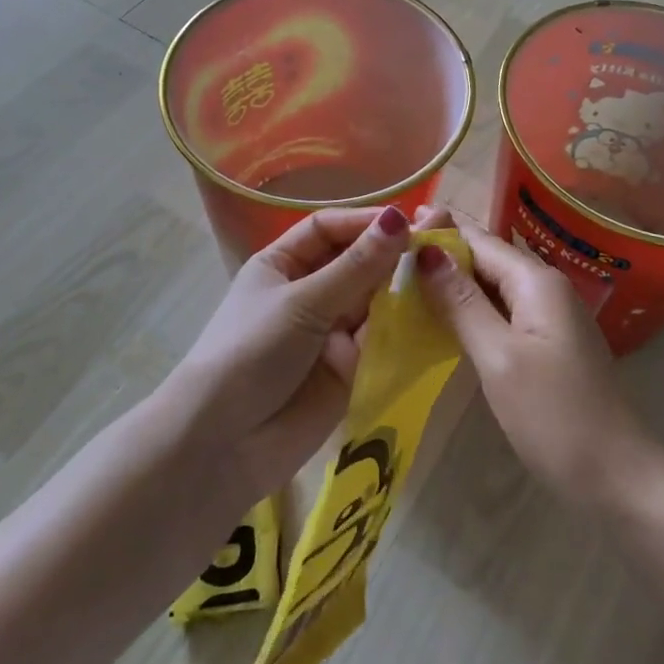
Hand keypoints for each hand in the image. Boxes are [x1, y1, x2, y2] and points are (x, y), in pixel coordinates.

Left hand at [168, 205, 410, 498]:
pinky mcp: (349, 368)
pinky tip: (433, 314)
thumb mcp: (303, 303)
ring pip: (373, 300)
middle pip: (355, 263)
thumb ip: (356, 266)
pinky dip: (402, 327)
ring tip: (440, 279)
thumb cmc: (251, 352)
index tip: (406, 221)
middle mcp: (307, 292)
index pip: (328, 229)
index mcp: (282, 264)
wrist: (223, 445)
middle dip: (389, 255)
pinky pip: (380, 339)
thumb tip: (398, 218)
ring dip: (400, 290)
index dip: (363, 222)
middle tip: (437, 247)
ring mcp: (329, 331)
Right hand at [416, 212, 662, 505]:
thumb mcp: (499, 356)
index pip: (478, 239)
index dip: (438, 230)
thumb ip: (461, 302)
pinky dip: (471, 307)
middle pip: (486, 258)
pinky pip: (502, 310)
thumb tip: (426, 252)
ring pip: (493, 285)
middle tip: (389, 254)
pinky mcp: (547, 343)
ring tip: (406, 279)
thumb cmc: (554, 415)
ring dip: (454, 281)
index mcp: (536, 280)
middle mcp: (545, 287)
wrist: (617, 478)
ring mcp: (549, 317)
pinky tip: (443, 316)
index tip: (394, 228)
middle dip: (443, 253)